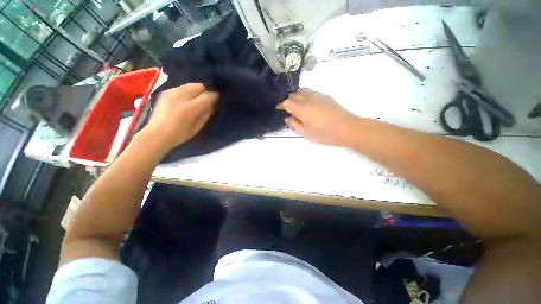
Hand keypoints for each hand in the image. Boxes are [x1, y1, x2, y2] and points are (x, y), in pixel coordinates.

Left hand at [142, 83, 217, 151]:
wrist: (156, 134)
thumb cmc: (179, 135)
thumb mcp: (197, 127)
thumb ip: (206, 115)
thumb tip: (212, 106)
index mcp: (189, 108)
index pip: (207, 96)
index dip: (214, 97)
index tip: (216, 100)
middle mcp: (180, 97)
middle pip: (199, 86)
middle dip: (204, 92)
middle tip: (204, 101)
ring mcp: (171, 93)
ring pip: (190, 85)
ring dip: (195, 91)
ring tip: (194, 101)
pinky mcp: (165, 92)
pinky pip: (181, 87)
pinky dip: (186, 92)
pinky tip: (184, 101)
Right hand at [277, 89, 359, 146]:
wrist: (347, 128)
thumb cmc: (324, 133)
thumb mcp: (306, 133)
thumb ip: (295, 125)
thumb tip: (287, 118)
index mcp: (301, 109)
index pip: (286, 103)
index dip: (281, 105)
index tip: (278, 109)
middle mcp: (308, 99)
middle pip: (294, 95)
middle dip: (288, 100)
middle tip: (287, 108)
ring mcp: (317, 96)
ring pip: (303, 91)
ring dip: (297, 96)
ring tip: (297, 104)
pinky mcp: (325, 96)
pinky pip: (311, 92)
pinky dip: (306, 95)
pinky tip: (308, 103)